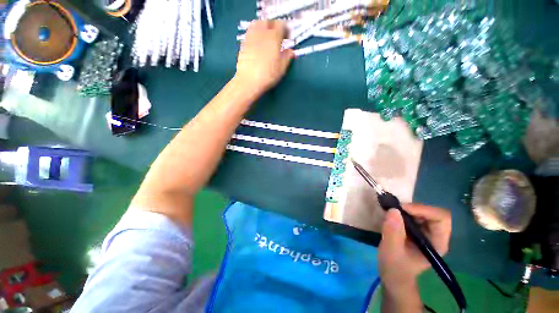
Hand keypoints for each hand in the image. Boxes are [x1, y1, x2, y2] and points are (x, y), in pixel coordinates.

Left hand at [235, 20, 293, 93]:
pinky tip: (258, 42)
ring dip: (264, 27)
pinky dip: (256, 32)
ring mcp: (251, 36)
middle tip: (277, 36)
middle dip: (274, 26)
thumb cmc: (267, 76)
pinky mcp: (243, 43)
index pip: (281, 25)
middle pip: (269, 22)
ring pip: (258, 23)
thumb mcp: (281, 69)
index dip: (286, 30)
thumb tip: (291, 51)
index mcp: (274, 38)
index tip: (288, 38)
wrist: (249, 81)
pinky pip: (250, 31)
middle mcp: (262, 33)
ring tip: (267, 37)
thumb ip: (287, 57)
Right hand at [378, 204, 451, 291]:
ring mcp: (426, 232)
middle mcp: (436, 235)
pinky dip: (402, 211)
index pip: (441, 218)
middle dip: (414, 208)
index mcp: (437, 243)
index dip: (423, 210)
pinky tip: (392, 216)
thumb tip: (393, 210)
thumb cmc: (395, 267)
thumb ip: (393, 232)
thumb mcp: (391, 251)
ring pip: (422, 212)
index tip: (402, 209)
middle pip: (432, 212)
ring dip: (407, 209)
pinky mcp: (416, 230)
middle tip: (395, 209)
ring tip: (391, 212)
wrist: (393, 276)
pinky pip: (413, 214)